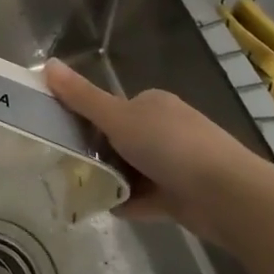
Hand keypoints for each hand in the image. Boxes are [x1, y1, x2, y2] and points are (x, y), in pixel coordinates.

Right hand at [45, 60, 269, 229]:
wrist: (226, 195)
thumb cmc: (170, 146)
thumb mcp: (118, 117)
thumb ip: (81, 97)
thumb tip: (47, 64)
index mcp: (153, 104)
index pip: (113, 108)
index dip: (89, 121)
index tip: (66, 137)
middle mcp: (166, 128)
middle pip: (121, 139)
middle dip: (99, 154)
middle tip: (71, 167)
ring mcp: (176, 162)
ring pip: (132, 169)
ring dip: (112, 180)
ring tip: (83, 190)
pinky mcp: (182, 194)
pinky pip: (146, 197)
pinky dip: (128, 202)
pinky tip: (107, 209)